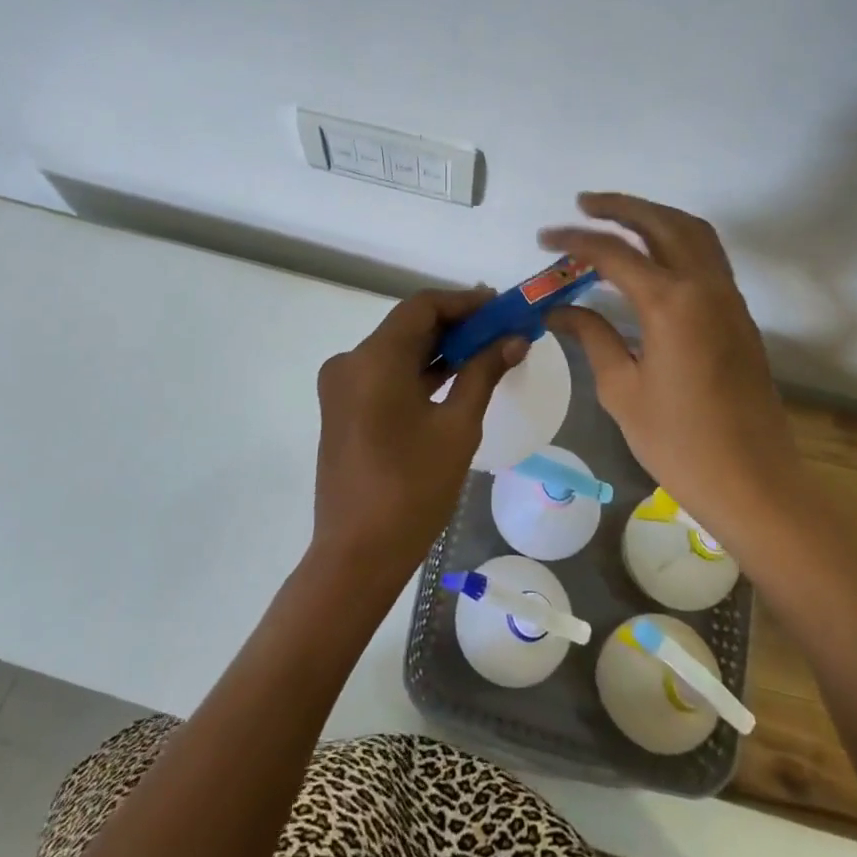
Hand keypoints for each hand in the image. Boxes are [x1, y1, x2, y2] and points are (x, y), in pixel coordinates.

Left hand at [310, 288, 526, 587]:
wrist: (358, 555)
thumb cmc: (412, 489)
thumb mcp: (457, 427)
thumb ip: (483, 373)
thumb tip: (514, 339)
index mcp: (373, 359)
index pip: (422, 307)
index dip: (464, 302)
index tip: (501, 306)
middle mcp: (350, 362)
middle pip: (408, 326)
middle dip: (456, 324)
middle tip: (501, 328)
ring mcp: (342, 386)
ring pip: (397, 350)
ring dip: (439, 348)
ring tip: (487, 349)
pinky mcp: (343, 408)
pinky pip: (385, 374)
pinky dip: (419, 370)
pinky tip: (455, 375)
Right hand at [540, 193, 797, 544]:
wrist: (754, 483)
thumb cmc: (679, 443)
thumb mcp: (622, 390)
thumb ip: (592, 337)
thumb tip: (557, 310)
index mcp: (670, 303)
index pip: (614, 253)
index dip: (575, 240)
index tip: (544, 238)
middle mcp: (704, 287)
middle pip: (662, 224)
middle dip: (621, 207)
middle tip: (583, 204)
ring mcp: (728, 298)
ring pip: (693, 233)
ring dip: (654, 216)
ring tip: (618, 218)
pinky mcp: (738, 315)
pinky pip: (708, 256)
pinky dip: (677, 239)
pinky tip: (652, 256)